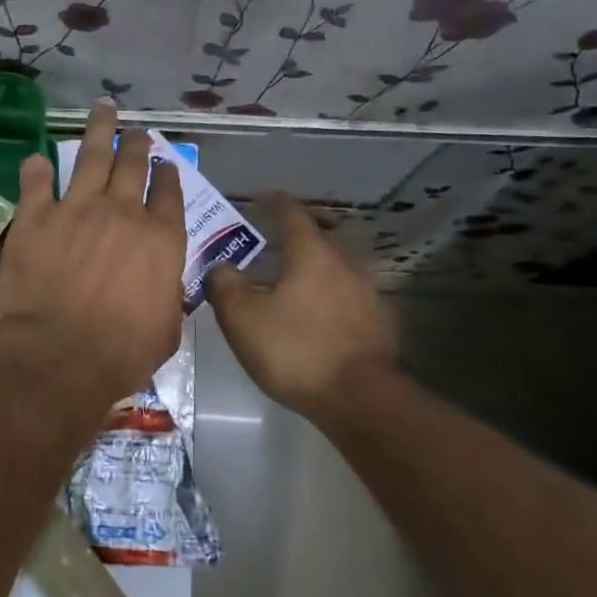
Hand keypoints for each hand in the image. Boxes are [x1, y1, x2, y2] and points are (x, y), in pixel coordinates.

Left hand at [0, 102, 185, 406]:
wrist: (61, 355)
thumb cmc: (122, 352)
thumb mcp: (166, 328)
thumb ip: (167, 293)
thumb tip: (163, 282)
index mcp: (160, 239)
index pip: (168, 193)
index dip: (167, 174)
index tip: (164, 163)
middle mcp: (122, 212)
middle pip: (132, 165)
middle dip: (136, 143)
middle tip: (135, 130)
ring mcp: (77, 209)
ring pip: (90, 156)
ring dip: (98, 130)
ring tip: (103, 108)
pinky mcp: (36, 217)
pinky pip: (36, 182)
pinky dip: (37, 168)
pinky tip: (37, 159)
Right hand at [206, 193, 399, 424]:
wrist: (361, 399)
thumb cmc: (295, 349)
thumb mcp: (242, 317)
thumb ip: (224, 284)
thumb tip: (219, 266)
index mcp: (311, 253)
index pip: (291, 213)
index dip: (273, 202)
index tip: (259, 197)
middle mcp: (344, 263)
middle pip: (319, 236)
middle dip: (295, 233)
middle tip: (272, 238)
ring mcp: (367, 293)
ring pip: (335, 266)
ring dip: (312, 265)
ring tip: (290, 279)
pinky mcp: (377, 323)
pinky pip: (346, 294)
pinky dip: (326, 293)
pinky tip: (313, 313)